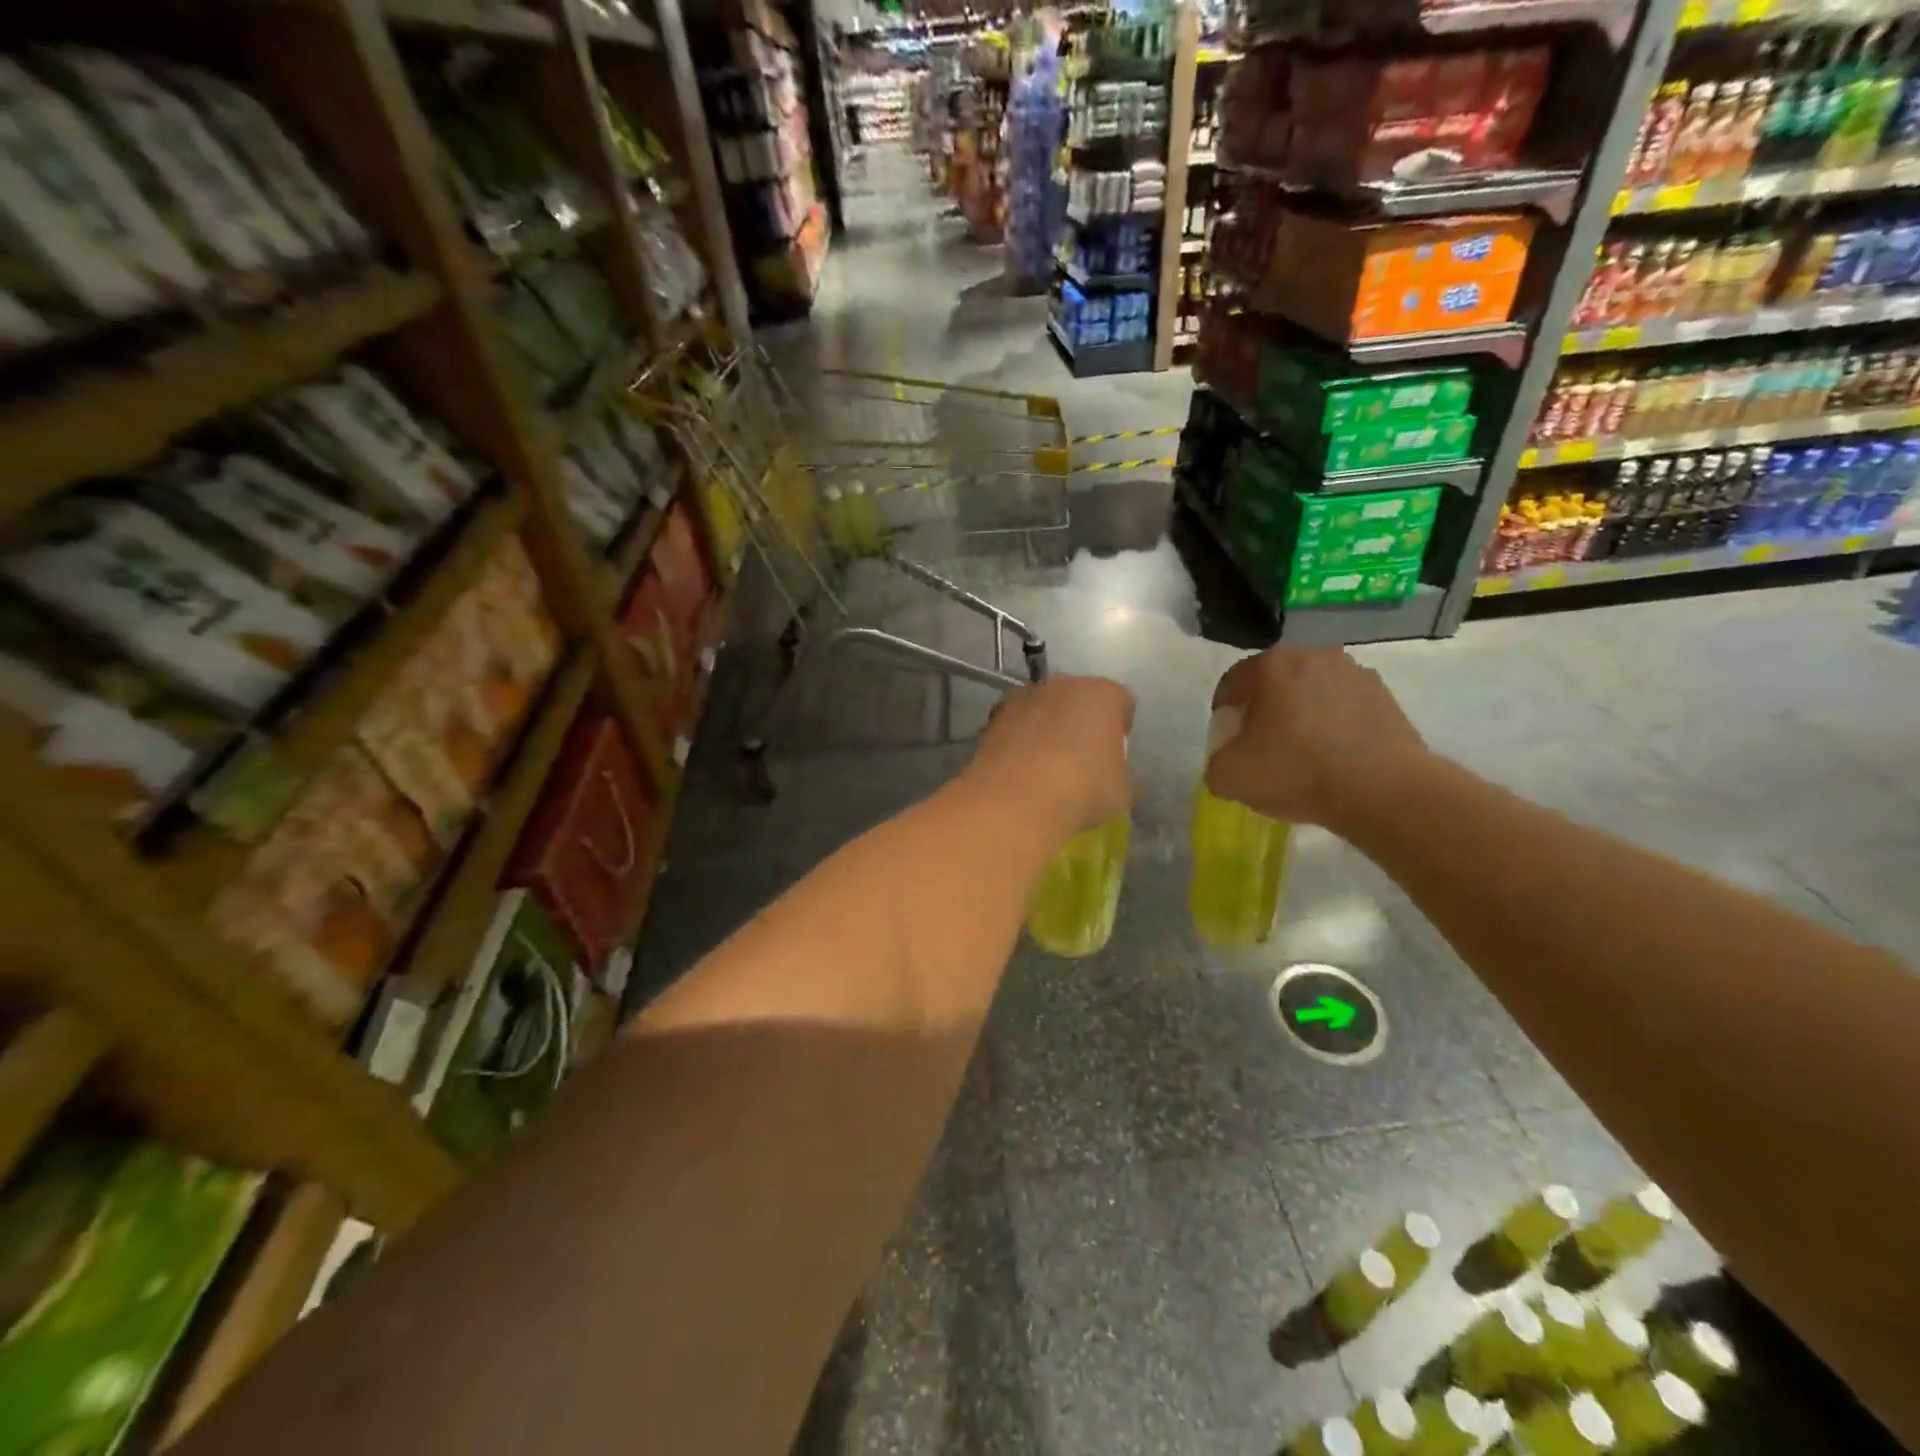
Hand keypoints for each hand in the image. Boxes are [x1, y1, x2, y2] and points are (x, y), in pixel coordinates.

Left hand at [967, 674, 1133, 841]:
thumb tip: (1104, 771)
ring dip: (1046, 728)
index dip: (1120, 729)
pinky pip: (1016, 725)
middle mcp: (1063, 685)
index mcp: (1103, 695)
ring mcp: (1024, 697)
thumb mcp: (1121, 790)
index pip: (1121, 703)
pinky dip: (1019, 740)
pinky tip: (1020, 769)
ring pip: (1043, 709)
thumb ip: (1116, 769)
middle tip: (1080, 758)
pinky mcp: (993, 716)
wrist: (1014, 801)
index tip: (1114, 754)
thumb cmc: (1081, 791)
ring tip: (1044, 766)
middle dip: (1080, 722)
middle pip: (1078, 699)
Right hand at [1204, 647, 1427, 827]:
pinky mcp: (1387, 697)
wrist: (1382, 790)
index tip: (1228, 743)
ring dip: (1302, 716)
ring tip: (1304, 756)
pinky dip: (1335, 727)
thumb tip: (1229, 760)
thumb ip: (1216, 762)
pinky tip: (1335, 760)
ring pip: (1313, 693)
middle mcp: (1314, 656)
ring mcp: (1356, 673)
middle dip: (1265, 711)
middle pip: (1275, 683)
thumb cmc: (1296, 771)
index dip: (1223, 714)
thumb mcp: (1229, 776)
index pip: (1232, 683)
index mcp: (1271, 665)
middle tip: (1263, 748)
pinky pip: (1346, 708)